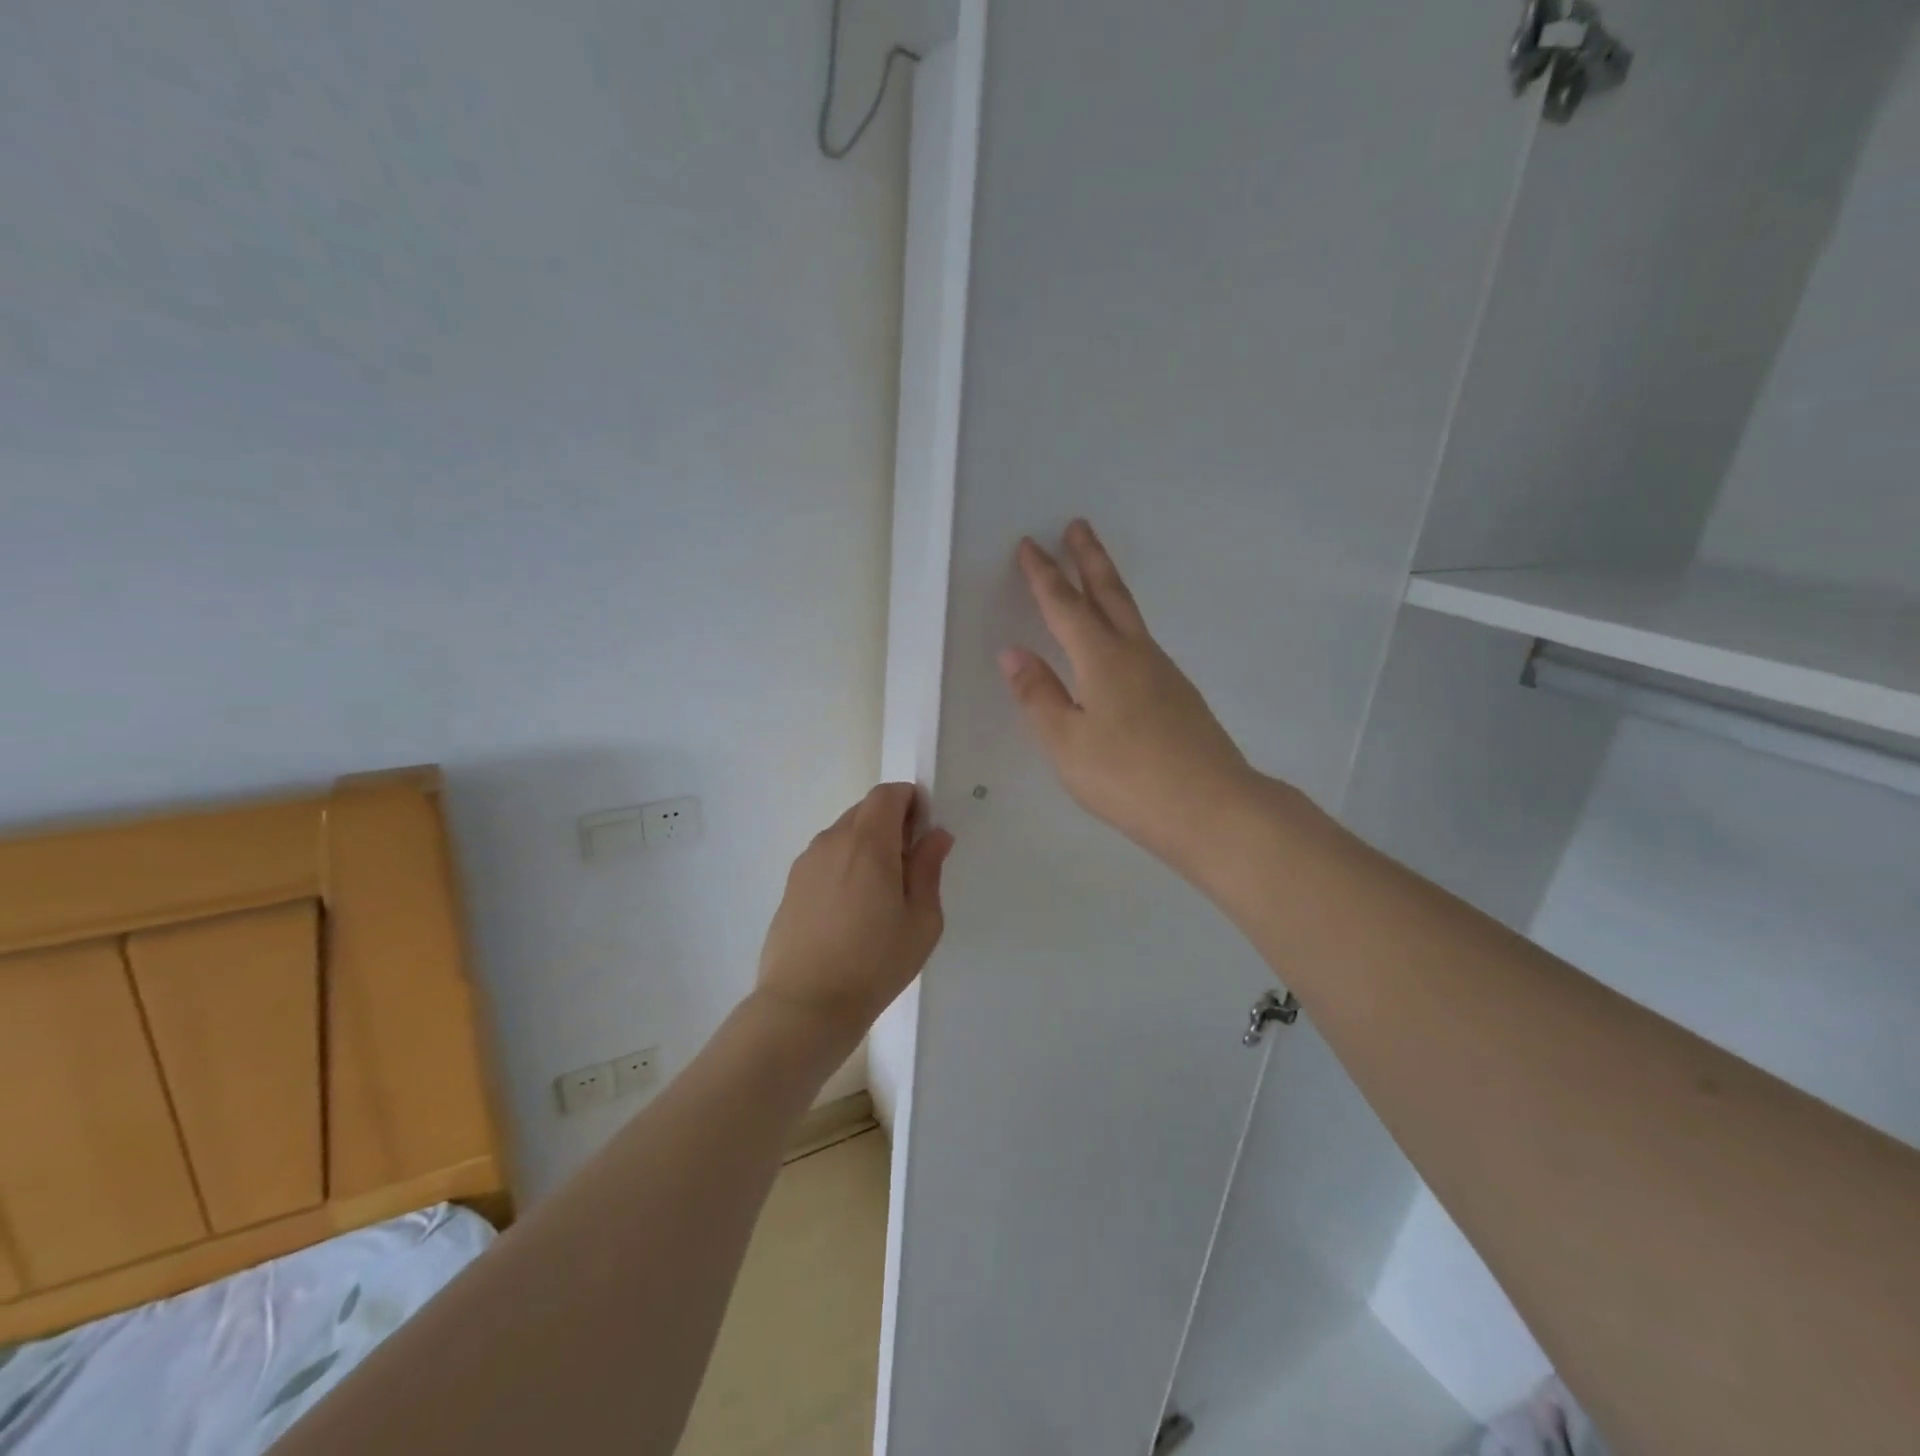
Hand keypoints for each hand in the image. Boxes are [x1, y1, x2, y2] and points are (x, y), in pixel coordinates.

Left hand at [757, 783, 953, 1035]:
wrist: (805, 1005)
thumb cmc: (874, 963)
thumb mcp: (921, 920)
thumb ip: (928, 869)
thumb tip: (935, 835)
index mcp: (867, 843)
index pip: (887, 794)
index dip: (910, 801)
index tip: (924, 831)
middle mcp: (832, 841)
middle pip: (864, 811)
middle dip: (891, 823)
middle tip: (908, 866)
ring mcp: (806, 863)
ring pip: (843, 834)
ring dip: (866, 845)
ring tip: (880, 894)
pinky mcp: (791, 885)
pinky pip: (825, 858)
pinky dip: (844, 865)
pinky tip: (851, 910)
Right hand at [1000, 520, 1263, 875]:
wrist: (1213, 808)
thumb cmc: (1128, 777)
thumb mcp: (1066, 743)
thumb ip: (1038, 696)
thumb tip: (1013, 652)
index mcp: (1102, 660)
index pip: (1065, 606)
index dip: (1044, 575)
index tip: (1029, 544)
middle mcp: (1136, 654)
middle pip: (1109, 594)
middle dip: (1089, 558)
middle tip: (1077, 525)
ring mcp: (1164, 673)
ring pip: (1131, 616)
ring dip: (1109, 587)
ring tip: (1095, 574)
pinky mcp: (1180, 696)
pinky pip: (1142, 643)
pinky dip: (1123, 624)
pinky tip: (1120, 645)